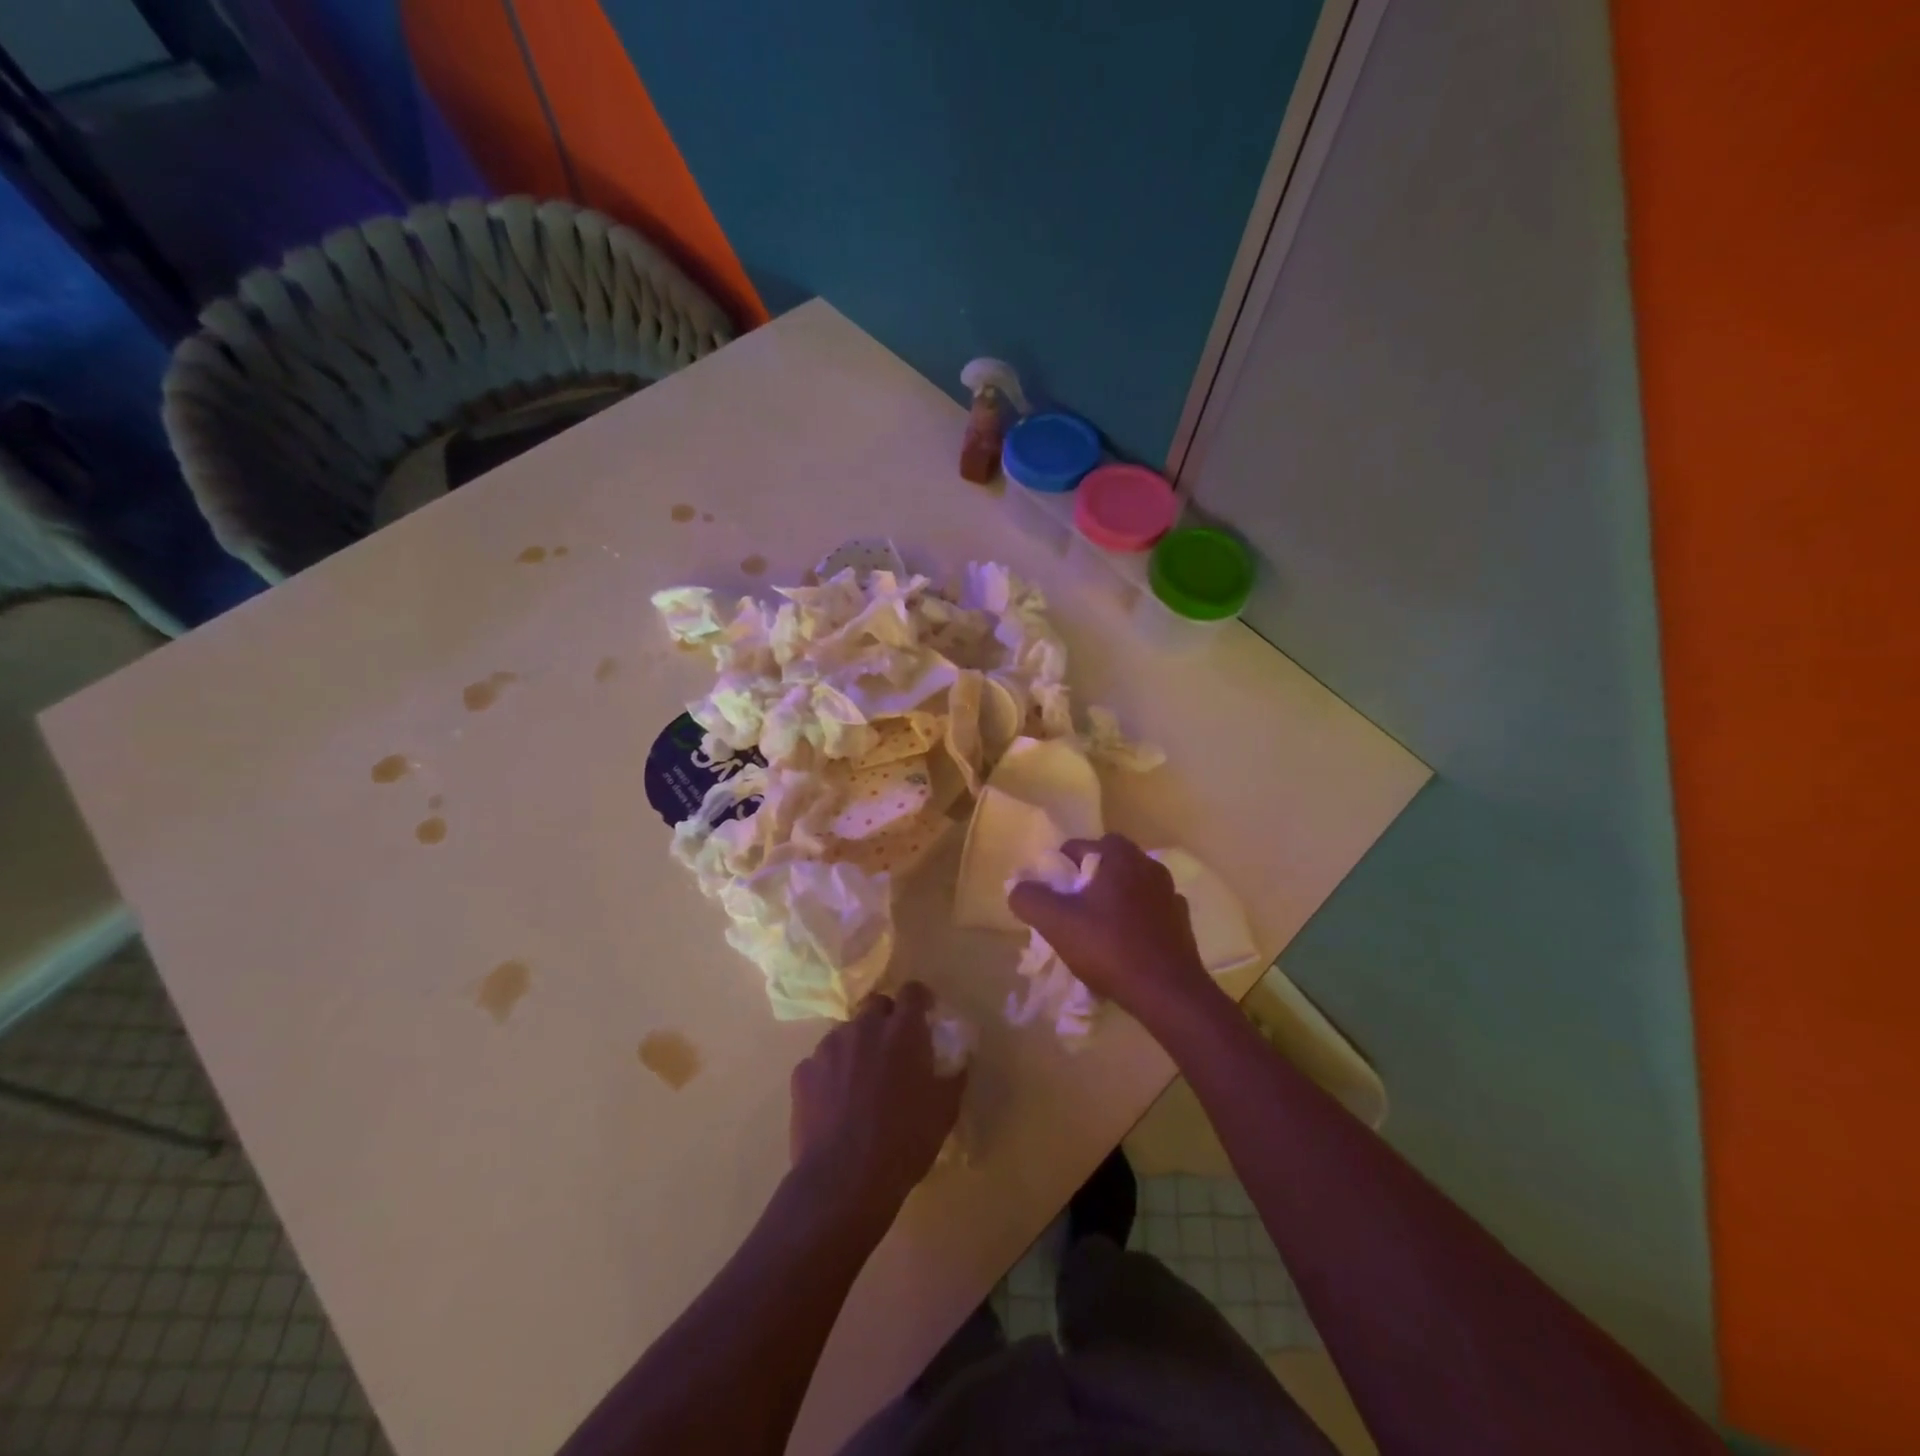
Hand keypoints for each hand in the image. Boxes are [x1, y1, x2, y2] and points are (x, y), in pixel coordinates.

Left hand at [789, 982, 964, 1232]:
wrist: (843, 1181)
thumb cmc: (903, 1143)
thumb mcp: (944, 1111)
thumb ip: (953, 1075)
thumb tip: (958, 1059)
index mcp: (902, 1031)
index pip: (912, 992)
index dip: (920, 999)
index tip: (925, 1013)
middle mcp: (864, 1027)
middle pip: (876, 1005)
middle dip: (886, 1018)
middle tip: (893, 1048)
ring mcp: (829, 1047)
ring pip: (846, 1032)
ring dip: (857, 1045)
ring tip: (861, 1080)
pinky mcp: (803, 1071)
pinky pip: (821, 1061)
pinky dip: (830, 1072)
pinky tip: (835, 1102)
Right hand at [1007, 834, 1218, 1025]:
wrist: (1168, 992)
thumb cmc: (1109, 948)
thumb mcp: (1056, 923)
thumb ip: (1030, 899)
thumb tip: (1016, 887)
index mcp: (1120, 857)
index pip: (1079, 846)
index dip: (1059, 868)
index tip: (1052, 896)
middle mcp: (1148, 865)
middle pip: (1106, 864)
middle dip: (1086, 882)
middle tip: (1070, 911)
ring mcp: (1169, 893)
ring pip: (1129, 886)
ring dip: (1112, 900)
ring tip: (1095, 930)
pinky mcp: (1181, 921)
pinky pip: (1149, 910)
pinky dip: (1134, 920)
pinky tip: (1124, 945)